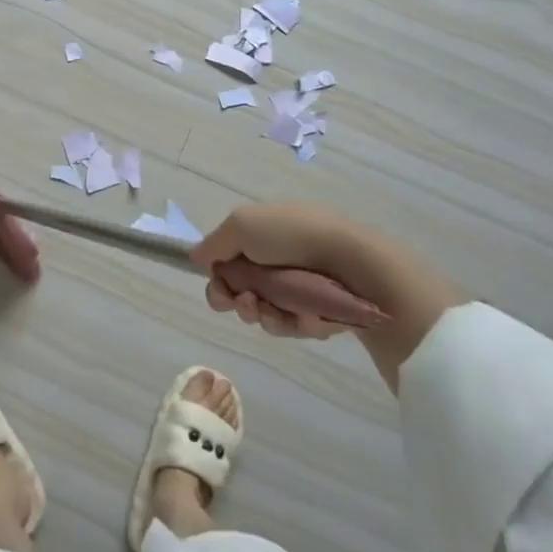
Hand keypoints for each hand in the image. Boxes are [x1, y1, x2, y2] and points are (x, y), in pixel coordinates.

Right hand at [191, 203, 464, 387]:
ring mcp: (303, 288)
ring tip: (282, 313)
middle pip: (244, 295)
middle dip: (241, 304)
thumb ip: (214, 243)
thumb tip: (196, 257)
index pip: (228, 266)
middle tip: (250, 305)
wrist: (356, 264)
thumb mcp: (242, 224)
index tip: (222, 291)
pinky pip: (297, 327)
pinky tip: (310, 317)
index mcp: (264, 237)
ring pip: (268, 316)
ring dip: (268, 316)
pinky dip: (299, 323)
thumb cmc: (294, 237)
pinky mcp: (323, 312)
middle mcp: (281, 261)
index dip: (220, 283)